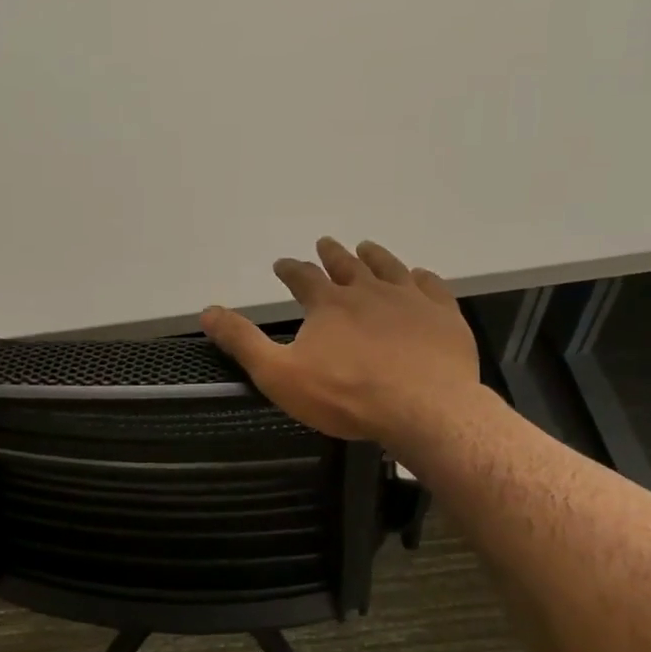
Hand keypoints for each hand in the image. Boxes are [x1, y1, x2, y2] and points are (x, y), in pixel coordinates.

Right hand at [201, 237, 482, 449]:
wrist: (423, 408)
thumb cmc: (346, 396)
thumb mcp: (280, 375)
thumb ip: (243, 342)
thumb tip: (208, 311)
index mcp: (328, 303)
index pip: (302, 277)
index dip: (290, 269)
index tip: (283, 264)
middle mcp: (368, 290)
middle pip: (346, 264)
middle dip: (332, 254)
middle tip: (325, 243)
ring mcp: (410, 300)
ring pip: (388, 268)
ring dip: (374, 256)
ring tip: (366, 248)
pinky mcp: (443, 315)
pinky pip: (431, 287)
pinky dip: (421, 278)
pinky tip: (419, 277)